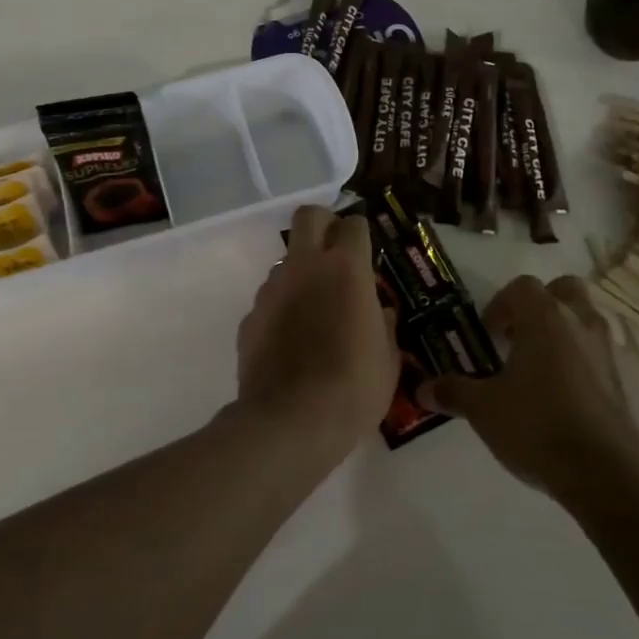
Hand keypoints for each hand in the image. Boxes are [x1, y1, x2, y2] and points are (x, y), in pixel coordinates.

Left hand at [234, 205, 398, 458]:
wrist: (290, 422)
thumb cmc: (353, 388)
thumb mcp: (387, 361)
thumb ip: (383, 326)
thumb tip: (379, 313)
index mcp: (346, 269)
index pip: (354, 224)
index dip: (361, 233)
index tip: (366, 251)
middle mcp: (305, 267)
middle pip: (309, 216)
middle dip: (323, 223)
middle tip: (335, 250)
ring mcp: (272, 289)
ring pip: (285, 260)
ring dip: (301, 272)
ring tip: (313, 310)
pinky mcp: (250, 316)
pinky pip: (269, 299)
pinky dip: (281, 309)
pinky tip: (290, 341)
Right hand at [422, 276, 638, 499]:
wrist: (606, 474)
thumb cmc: (537, 425)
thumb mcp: (484, 410)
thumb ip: (454, 392)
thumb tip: (422, 388)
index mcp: (545, 318)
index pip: (522, 286)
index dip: (500, 305)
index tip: (488, 334)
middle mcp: (580, 323)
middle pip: (563, 290)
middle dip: (541, 306)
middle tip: (519, 337)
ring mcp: (607, 352)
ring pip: (585, 322)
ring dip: (564, 334)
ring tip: (538, 370)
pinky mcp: (624, 383)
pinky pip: (599, 356)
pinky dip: (582, 364)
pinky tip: (562, 399)